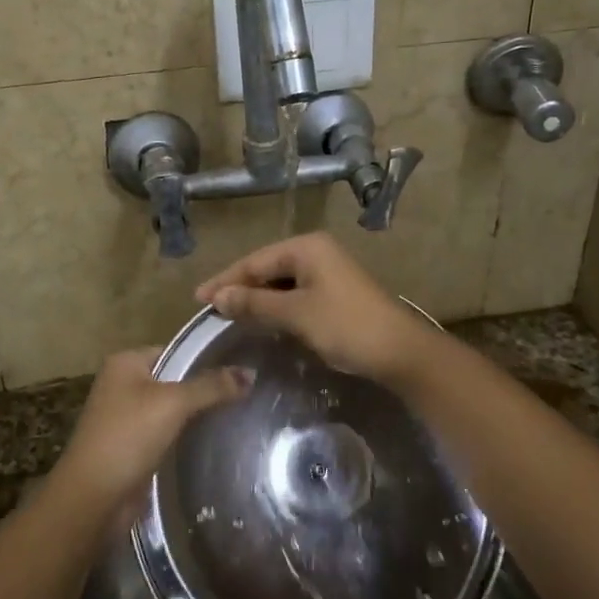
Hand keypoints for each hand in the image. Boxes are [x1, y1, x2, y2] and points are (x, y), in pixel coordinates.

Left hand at [53, 348, 251, 512]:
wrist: (93, 500)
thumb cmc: (128, 437)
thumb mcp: (173, 403)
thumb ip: (211, 386)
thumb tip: (251, 372)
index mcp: (126, 363)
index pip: (176, 350)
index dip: (207, 357)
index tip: (242, 364)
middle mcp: (123, 384)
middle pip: (175, 379)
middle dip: (206, 387)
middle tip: (247, 391)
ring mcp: (126, 417)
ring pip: (172, 408)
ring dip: (197, 414)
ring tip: (240, 412)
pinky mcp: (133, 447)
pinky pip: (167, 432)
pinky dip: (186, 435)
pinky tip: (215, 439)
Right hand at [195, 233, 438, 382]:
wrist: (400, 352)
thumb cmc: (346, 326)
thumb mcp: (296, 314)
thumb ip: (255, 303)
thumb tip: (218, 297)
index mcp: (306, 247)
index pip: (255, 261)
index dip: (225, 280)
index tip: (198, 299)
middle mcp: (316, 252)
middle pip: (267, 268)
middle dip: (240, 288)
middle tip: (210, 308)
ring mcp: (328, 272)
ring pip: (281, 282)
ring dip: (257, 299)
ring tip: (229, 315)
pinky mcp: (335, 293)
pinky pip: (296, 294)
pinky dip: (276, 306)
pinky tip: (263, 320)